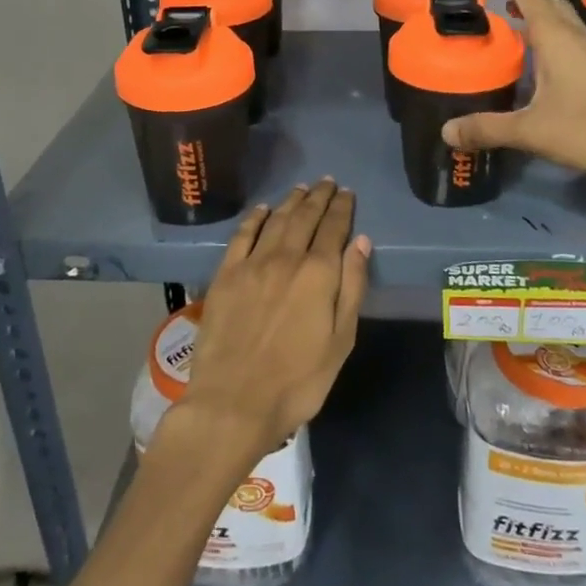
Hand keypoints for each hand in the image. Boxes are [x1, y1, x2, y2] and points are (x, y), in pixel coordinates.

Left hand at [178, 180, 370, 460]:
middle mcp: (286, 258)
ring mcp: (252, 264)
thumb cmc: (297, 381)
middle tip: (327, 182)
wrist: (234, 402)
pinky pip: (242, 235)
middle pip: (305, 217)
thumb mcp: (340, 341)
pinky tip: (262, 210)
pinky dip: (255, 218)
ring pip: (276, 220)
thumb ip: (352, 287)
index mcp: (319, 274)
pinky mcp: (225, 275)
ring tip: (302, 189)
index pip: (334, 228)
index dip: (342, 208)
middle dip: (319, 197)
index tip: (347, 193)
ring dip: (291, 201)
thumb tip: (360, 242)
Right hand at [442, 0, 585, 196]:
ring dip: (543, 20)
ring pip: (567, 24)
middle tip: (500, 2)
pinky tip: (548, 66)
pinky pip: (576, 44)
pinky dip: (556, 41)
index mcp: (558, 39)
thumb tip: (446, 132)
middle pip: (551, 5)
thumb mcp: (531, 131)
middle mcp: (579, 38)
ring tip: (519, 29)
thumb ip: (487, 129)